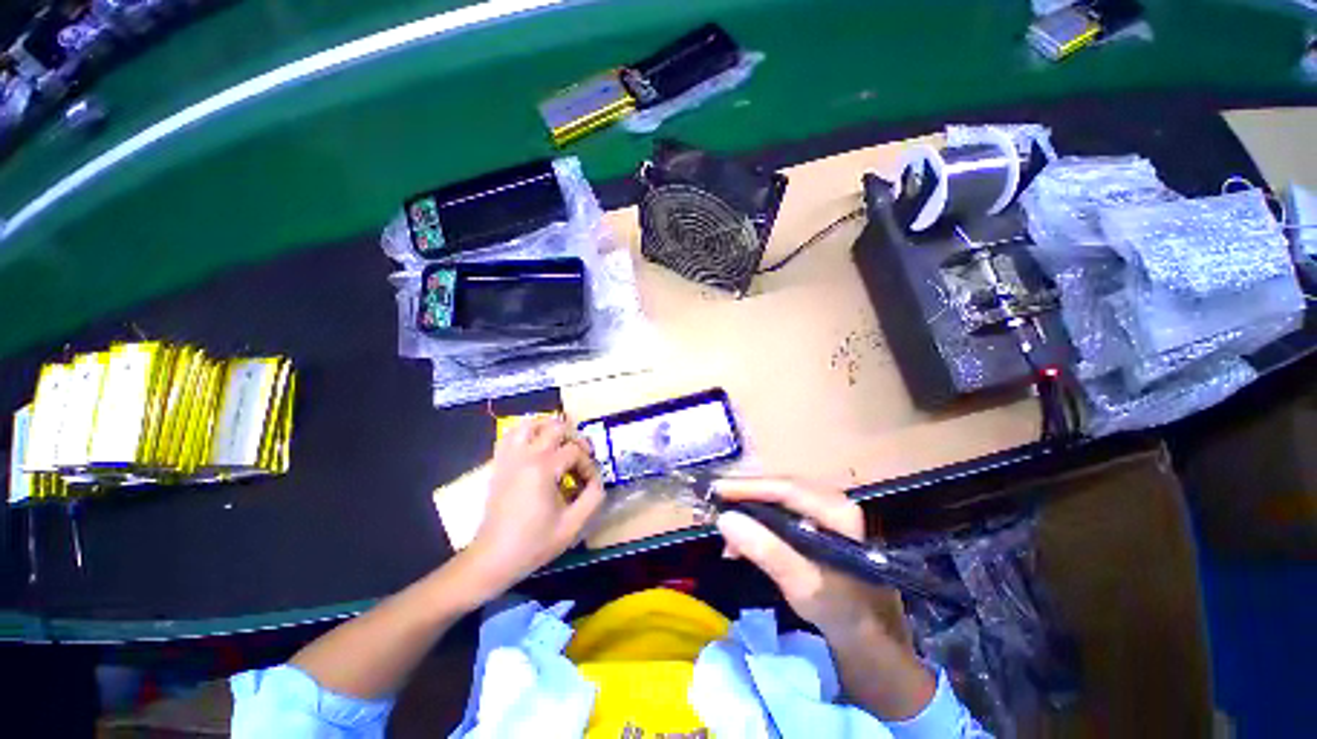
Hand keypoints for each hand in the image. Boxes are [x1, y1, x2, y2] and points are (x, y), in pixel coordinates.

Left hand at [465, 416, 604, 595]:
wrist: (493, 559)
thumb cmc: (533, 543)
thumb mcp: (573, 525)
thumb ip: (593, 498)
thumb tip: (597, 480)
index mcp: (543, 468)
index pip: (575, 451)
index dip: (588, 465)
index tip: (590, 484)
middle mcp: (525, 455)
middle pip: (555, 427)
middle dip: (574, 438)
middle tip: (581, 456)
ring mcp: (509, 458)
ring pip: (529, 424)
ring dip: (548, 428)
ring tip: (559, 444)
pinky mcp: (499, 464)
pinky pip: (510, 436)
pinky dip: (526, 434)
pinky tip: (536, 447)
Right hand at [714, 478, 910, 645]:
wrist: (870, 635)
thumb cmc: (842, 612)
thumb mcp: (803, 585)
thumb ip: (767, 551)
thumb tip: (725, 518)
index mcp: (837, 511)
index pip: (786, 488)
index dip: (748, 486)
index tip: (715, 489)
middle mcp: (832, 500)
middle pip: (779, 488)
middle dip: (745, 499)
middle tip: (714, 507)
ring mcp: (824, 509)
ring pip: (777, 499)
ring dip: (749, 513)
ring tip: (727, 536)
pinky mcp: (816, 521)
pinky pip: (780, 512)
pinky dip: (758, 524)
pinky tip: (742, 543)